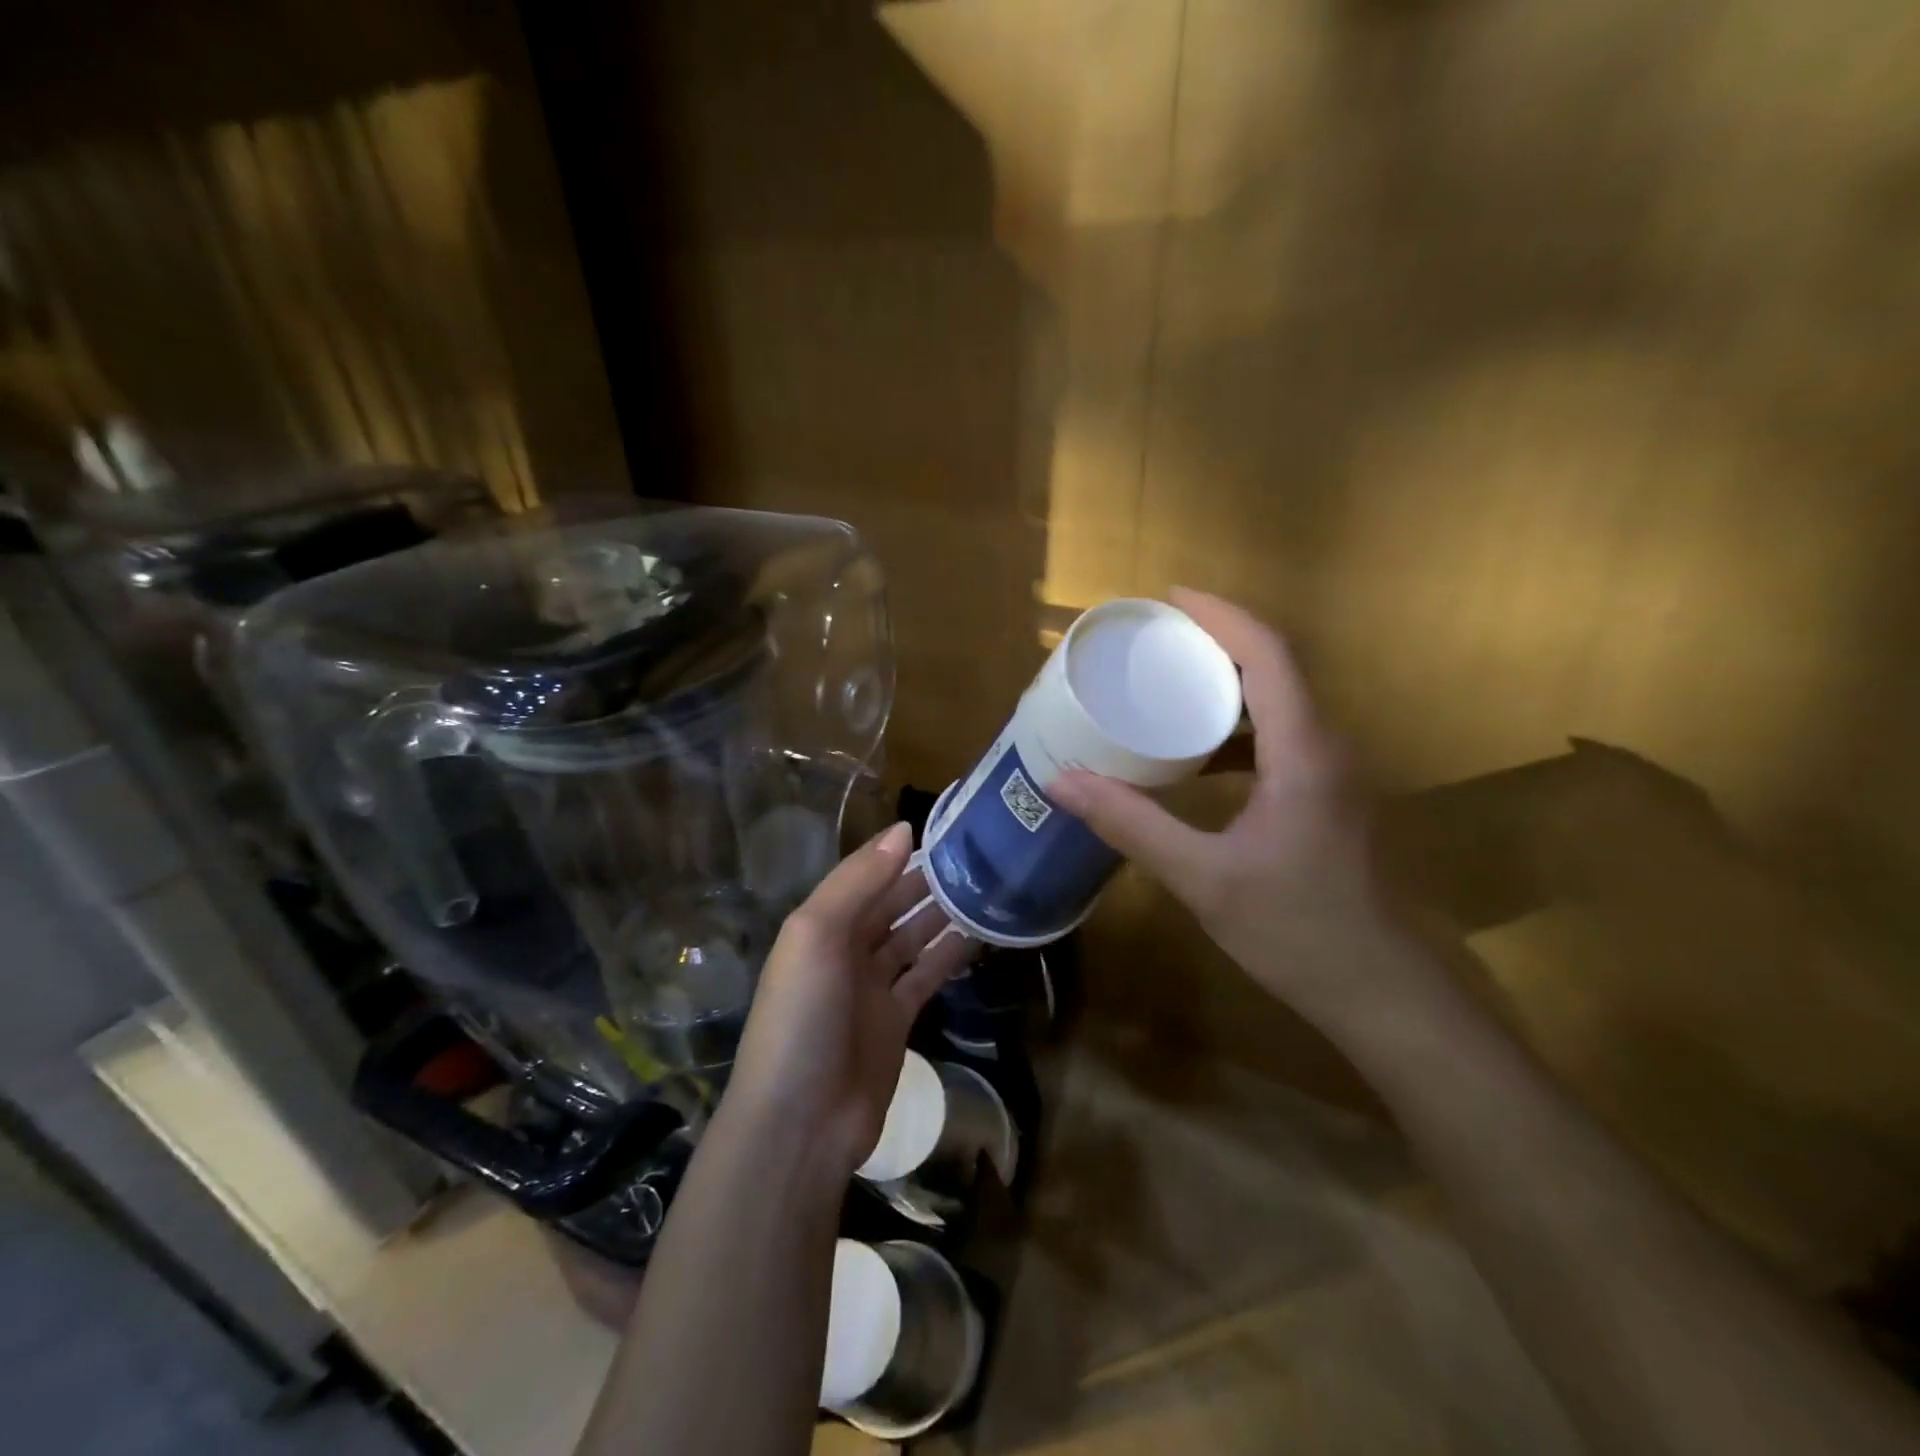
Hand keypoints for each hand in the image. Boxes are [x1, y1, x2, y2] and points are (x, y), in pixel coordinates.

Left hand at [723, 822, 975, 1177]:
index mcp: (821, 925)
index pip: (866, 876)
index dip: (899, 852)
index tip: (945, 826)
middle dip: (927, 880)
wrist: (801, 1122)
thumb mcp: (817, 935)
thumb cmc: (802, 1016)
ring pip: (913, 936)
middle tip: (977, 853)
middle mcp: (846, 950)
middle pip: (891, 904)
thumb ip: (858, 882)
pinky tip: (979, 933)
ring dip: (942, 912)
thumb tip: (904, 829)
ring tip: (986, 884)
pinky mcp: (898, 1020)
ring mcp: (872, 987)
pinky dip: (950, 954)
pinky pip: (927, 974)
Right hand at [1050, 588, 1410, 1026]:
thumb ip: (1132, 824)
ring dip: (1227, 686)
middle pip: (1276, 668)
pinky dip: (1237, 730)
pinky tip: (1198, 758)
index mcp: (1304, 751)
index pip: (1268, 654)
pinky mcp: (1331, 801)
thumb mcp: (1203, 877)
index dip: (1220, 615)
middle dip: (1216, 642)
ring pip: (1281, 705)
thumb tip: (1062, 782)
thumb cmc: (1298, 932)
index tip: (1169, 598)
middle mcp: (1328, 748)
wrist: (1389, 997)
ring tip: (1167, 687)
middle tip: (1154, 641)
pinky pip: (1282, 741)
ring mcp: (1335, 776)